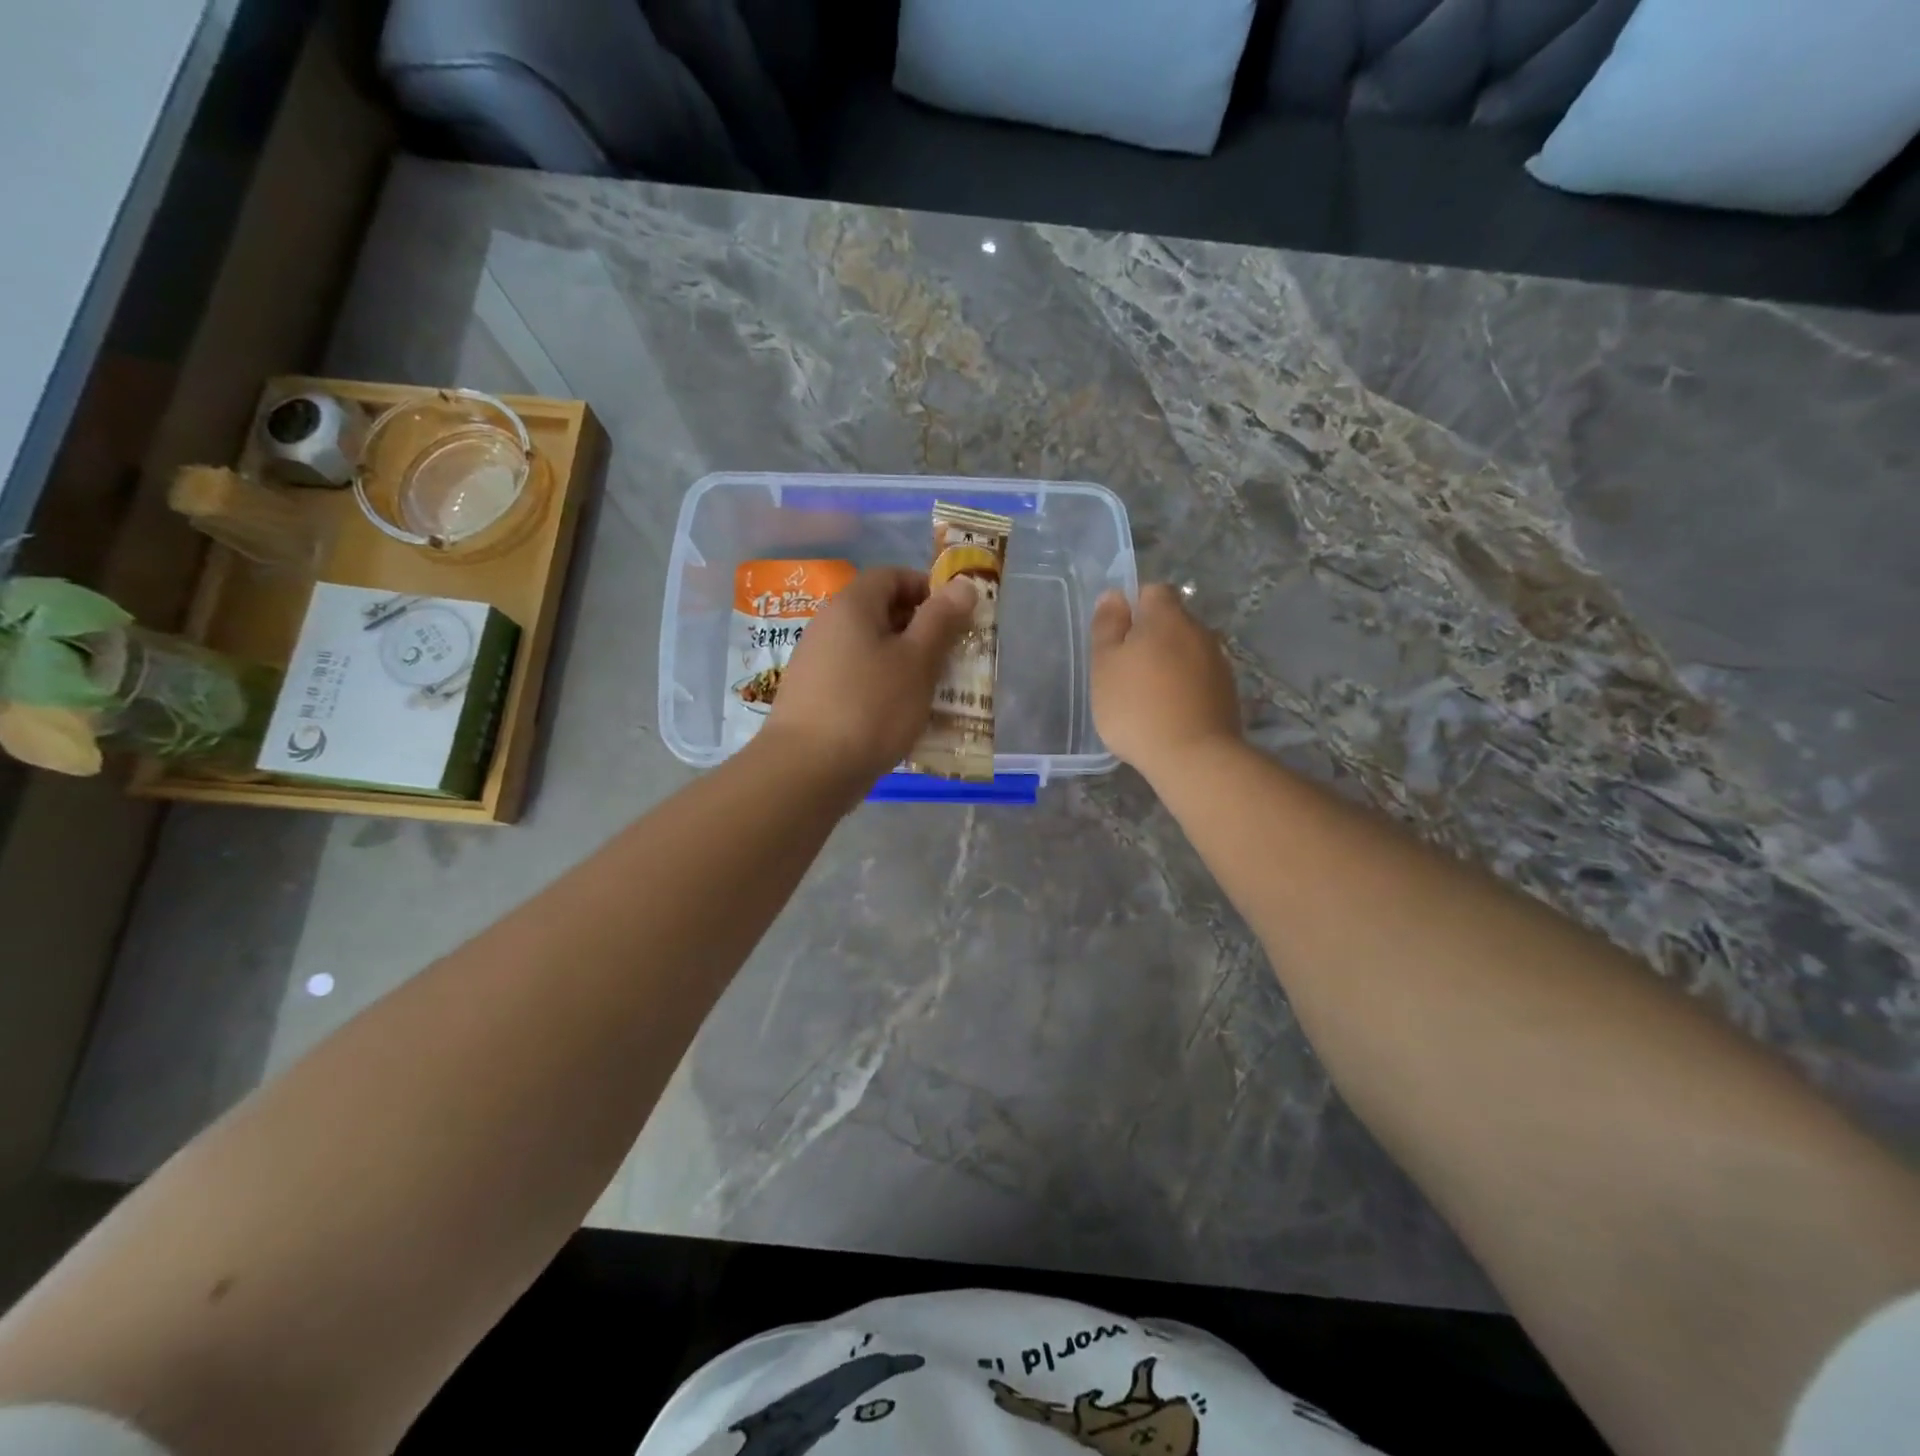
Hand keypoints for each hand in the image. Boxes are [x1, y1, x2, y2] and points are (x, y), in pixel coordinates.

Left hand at [762, 566, 976, 788]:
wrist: (807, 770)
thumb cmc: (871, 707)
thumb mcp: (917, 661)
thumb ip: (941, 620)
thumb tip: (963, 584)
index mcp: (852, 605)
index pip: (892, 576)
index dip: (927, 590)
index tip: (955, 618)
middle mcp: (828, 625)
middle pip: (881, 613)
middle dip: (921, 631)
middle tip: (951, 659)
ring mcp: (816, 662)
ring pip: (871, 650)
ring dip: (904, 664)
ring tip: (932, 692)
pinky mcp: (813, 697)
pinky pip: (856, 679)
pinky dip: (882, 688)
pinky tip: (899, 717)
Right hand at [1090, 584, 1240, 780]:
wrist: (1193, 757)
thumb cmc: (1137, 706)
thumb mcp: (1105, 665)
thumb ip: (1107, 626)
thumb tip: (1114, 595)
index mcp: (1167, 617)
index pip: (1153, 591)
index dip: (1134, 606)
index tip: (1118, 636)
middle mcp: (1199, 631)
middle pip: (1172, 622)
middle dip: (1151, 638)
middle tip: (1126, 671)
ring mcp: (1218, 662)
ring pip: (1187, 651)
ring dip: (1169, 664)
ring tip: (1148, 696)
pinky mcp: (1227, 692)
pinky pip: (1199, 678)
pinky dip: (1184, 687)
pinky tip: (1169, 713)